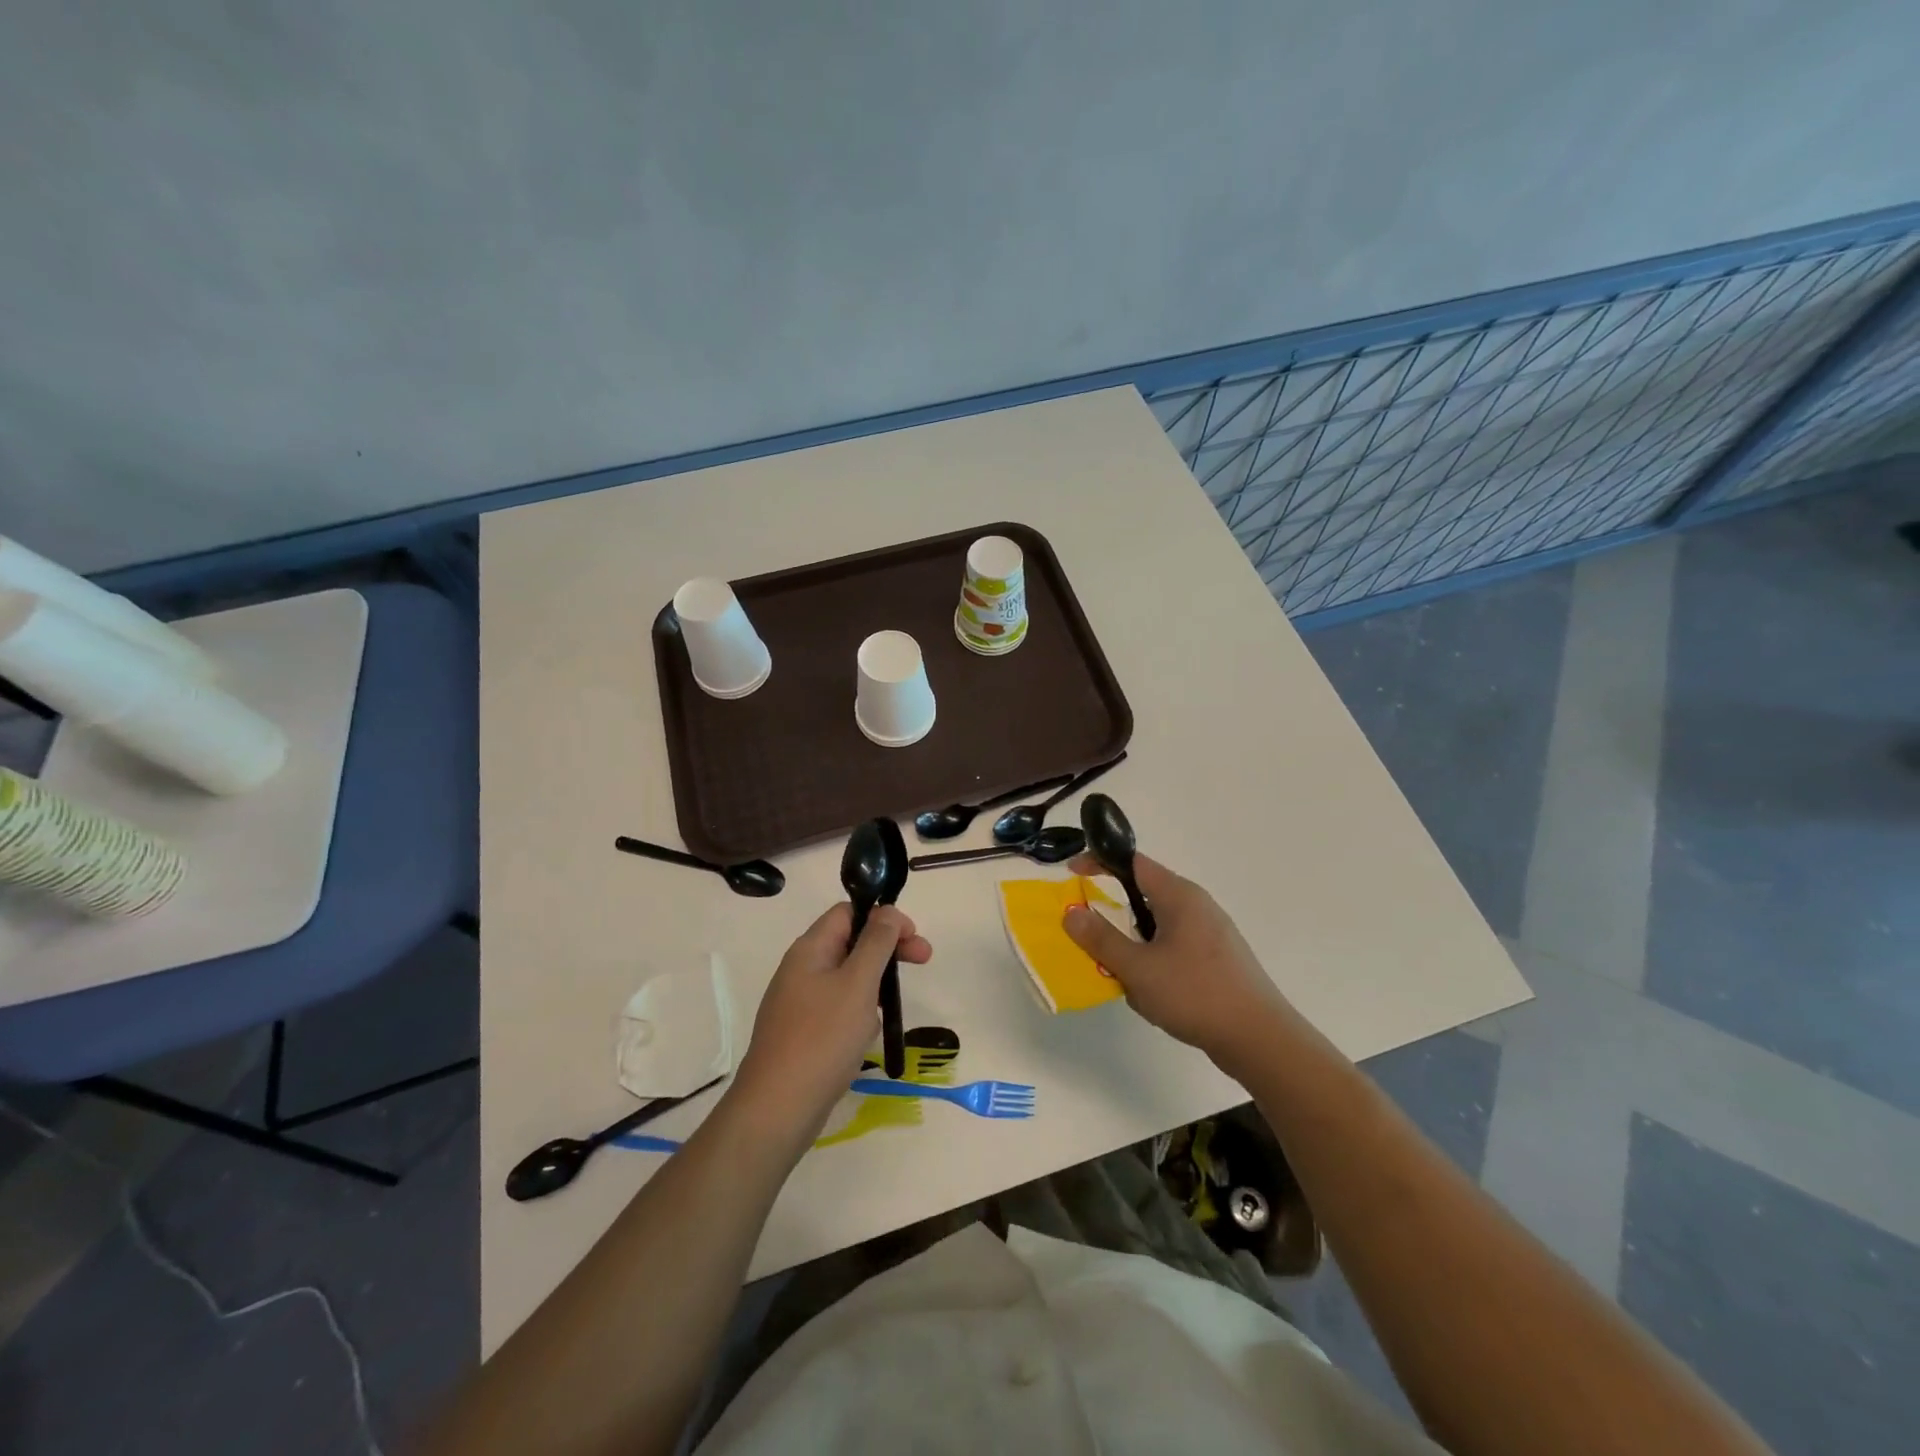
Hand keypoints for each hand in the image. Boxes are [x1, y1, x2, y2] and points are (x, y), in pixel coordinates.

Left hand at [731, 903, 932, 1143]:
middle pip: (851, 943)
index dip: (883, 916)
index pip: (848, 912)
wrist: (777, 1108)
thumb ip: (876, 942)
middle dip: (887, 950)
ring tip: (884, 1015)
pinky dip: (858, 1015)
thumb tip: (886, 910)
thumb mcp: (858, 983)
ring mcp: (799, 1002)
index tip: (912, 937)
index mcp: (810, 949)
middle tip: (924, 960)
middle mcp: (801, 969)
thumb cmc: (823, 1038)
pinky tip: (864, 1039)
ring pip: (847, 979)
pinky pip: (838, 1010)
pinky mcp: (802, 1032)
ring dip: (873, 988)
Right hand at [1062, 852, 1294, 1064]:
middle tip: (1096, 940)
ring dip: (1135, 947)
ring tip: (1130, 981)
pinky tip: (1155, 996)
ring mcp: (1211, 933)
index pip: (1133, 862)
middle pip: (1144, 896)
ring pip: (1158, 927)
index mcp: (1179, 896)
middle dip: (1116, 917)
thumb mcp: (1138, 968)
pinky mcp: (1218, 960)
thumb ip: (1101, 939)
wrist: (1260, 1040)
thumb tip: (1072, 912)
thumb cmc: (1196, 994)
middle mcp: (1197, 906)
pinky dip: (1155, 964)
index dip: (1100, 862)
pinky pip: (1174, 949)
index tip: (1072, 874)